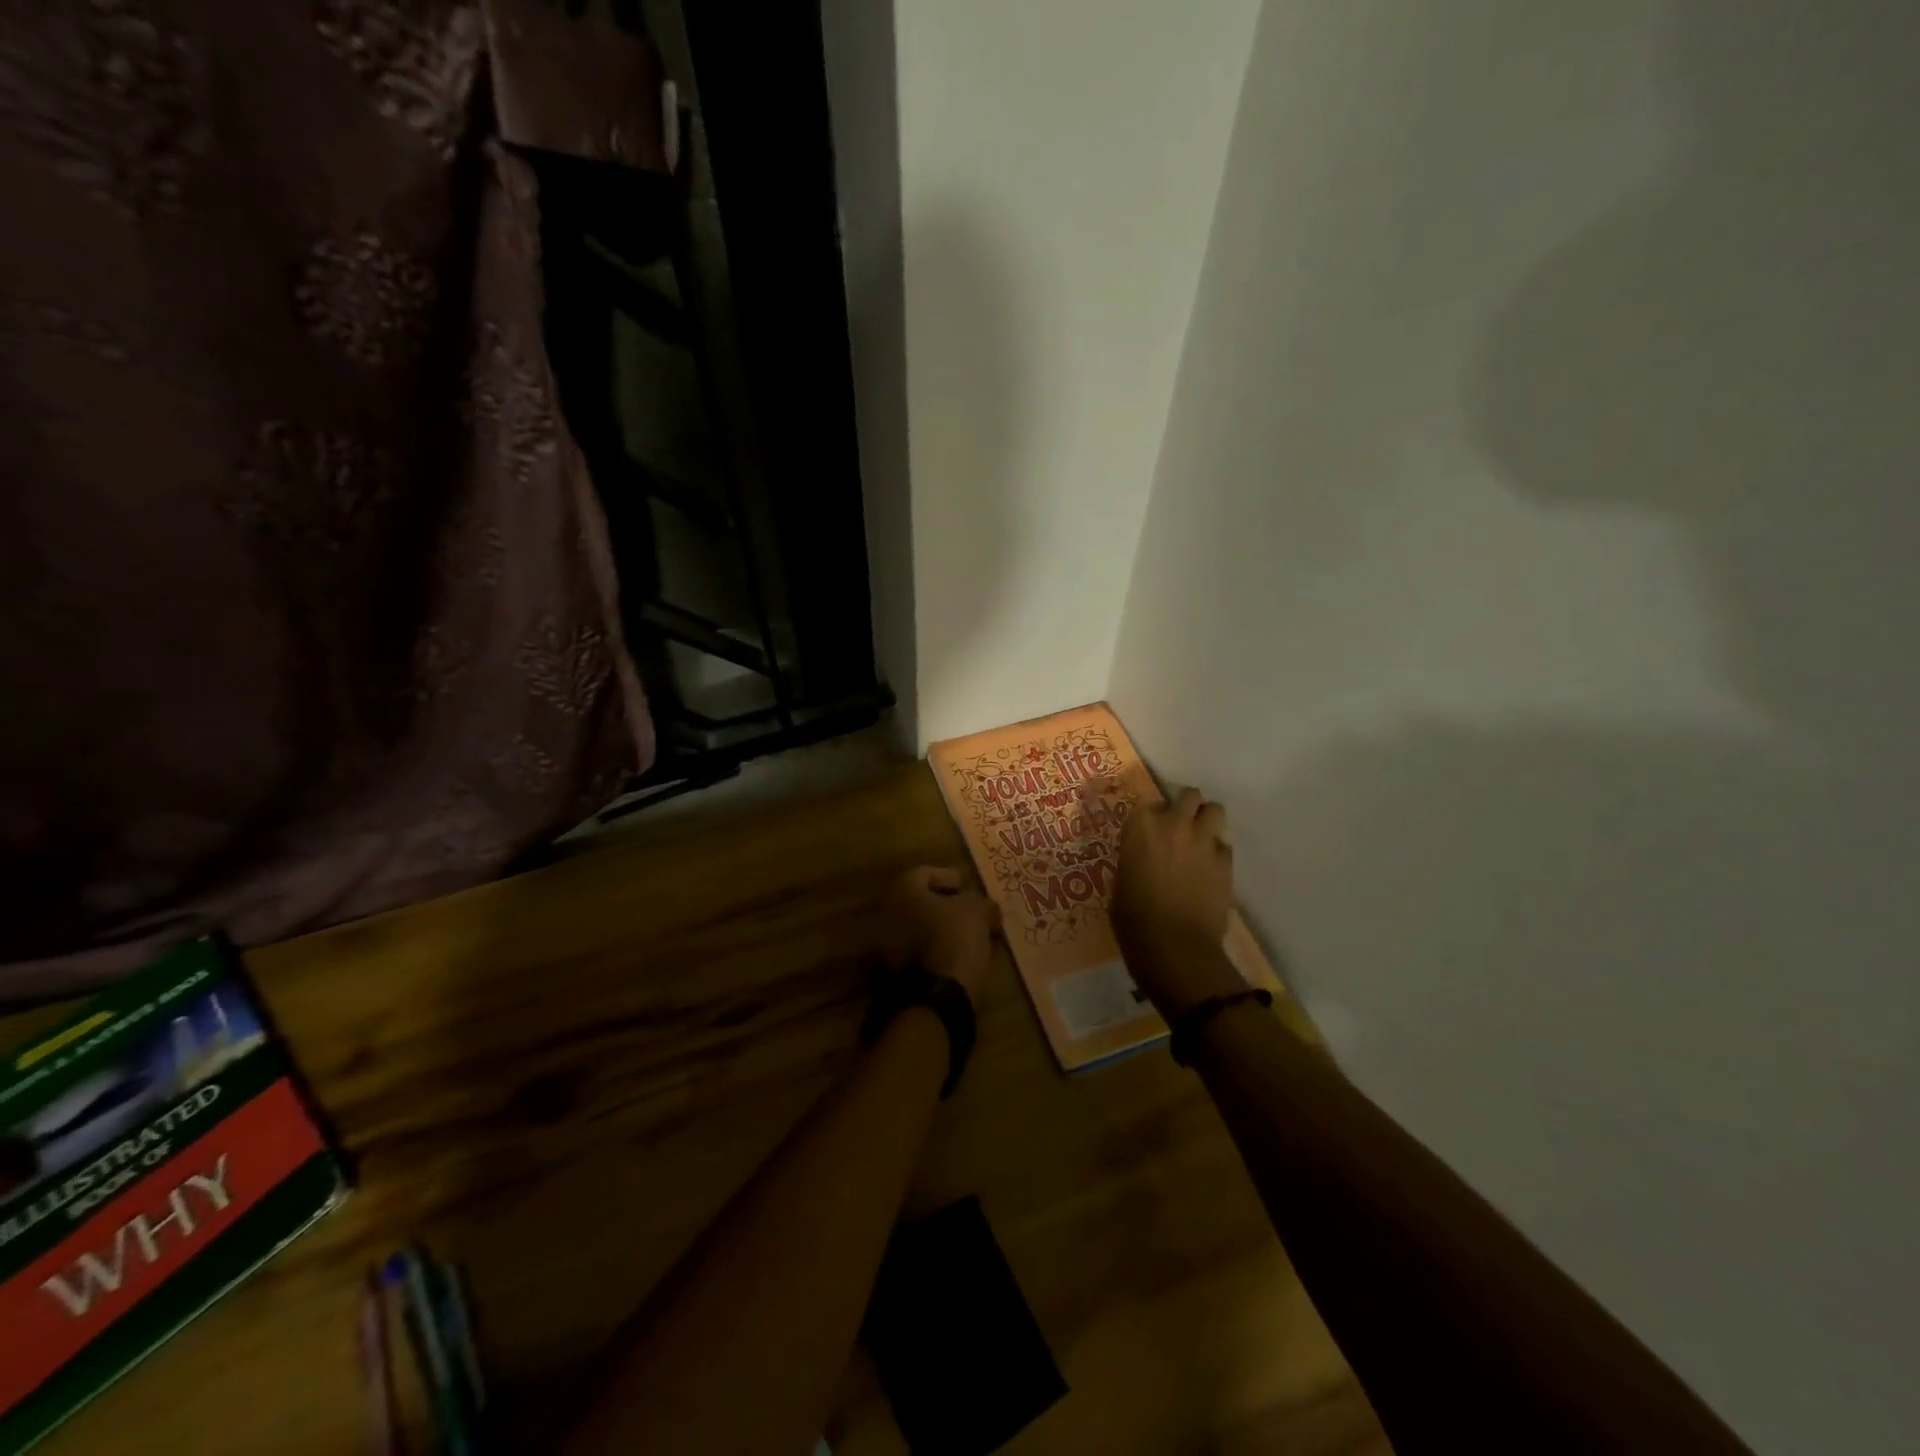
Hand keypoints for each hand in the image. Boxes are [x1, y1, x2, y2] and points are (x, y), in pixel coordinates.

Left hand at [880, 866, 1000, 1002]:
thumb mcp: (977, 911)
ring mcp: (887, 942)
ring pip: (918, 926)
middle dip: (945, 904)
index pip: (926, 872)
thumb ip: (982, 902)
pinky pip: (917, 948)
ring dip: (940, 927)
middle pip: (920, 900)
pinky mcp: (894, 969)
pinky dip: (935, 946)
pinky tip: (957, 953)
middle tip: (969, 909)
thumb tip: (988, 907)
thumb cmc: (953, 937)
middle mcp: (888, 910)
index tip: (967, 886)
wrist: (934, 993)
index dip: (949, 876)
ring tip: (968, 933)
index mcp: (903, 889)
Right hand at [1112, 788, 1240, 1013]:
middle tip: (1181, 828)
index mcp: (1140, 827)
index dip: (1154, 817)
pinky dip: (1218, 853)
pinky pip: (1224, 845)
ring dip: (1208, 821)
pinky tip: (1211, 871)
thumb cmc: (1133, 918)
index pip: (1151, 803)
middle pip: (1189, 796)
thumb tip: (1143, 858)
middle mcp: (1174, 823)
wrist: (1173, 945)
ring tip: (1201, 840)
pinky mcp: (1225, 861)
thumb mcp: (1121, 881)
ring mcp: (1203, 840)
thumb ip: (1134, 858)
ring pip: (1215, 810)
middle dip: (1187, 807)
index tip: (1153, 832)